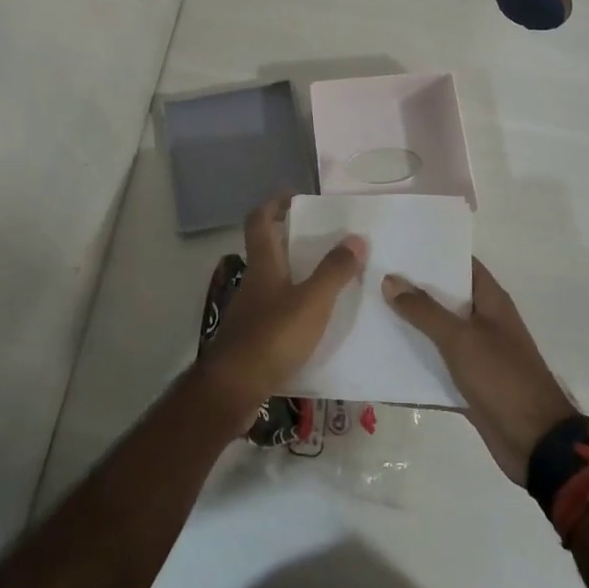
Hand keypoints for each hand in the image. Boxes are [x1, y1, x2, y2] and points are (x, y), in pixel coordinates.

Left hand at [195, 196, 364, 424]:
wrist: (233, 390)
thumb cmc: (272, 337)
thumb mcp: (312, 302)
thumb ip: (334, 271)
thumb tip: (356, 237)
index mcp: (264, 265)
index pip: (259, 220)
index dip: (274, 203)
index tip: (296, 197)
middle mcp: (253, 282)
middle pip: (267, 249)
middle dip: (292, 239)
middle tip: (325, 239)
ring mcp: (250, 311)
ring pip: (273, 281)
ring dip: (296, 274)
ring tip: (329, 279)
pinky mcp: (252, 338)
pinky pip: (276, 310)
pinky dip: (295, 306)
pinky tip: (316, 322)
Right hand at [384, 259, 575, 483]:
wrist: (535, 443)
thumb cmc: (502, 378)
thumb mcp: (461, 339)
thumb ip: (424, 310)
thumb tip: (390, 279)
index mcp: (491, 301)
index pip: (460, 264)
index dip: (433, 253)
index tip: (398, 246)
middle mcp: (483, 322)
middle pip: (444, 298)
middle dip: (412, 290)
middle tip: (372, 276)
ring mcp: (476, 354)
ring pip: (437, 333)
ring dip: (410, 327)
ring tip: (368, 312)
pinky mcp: (468, 384)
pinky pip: (436, 367)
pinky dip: (414, 364)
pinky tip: (381, 361)